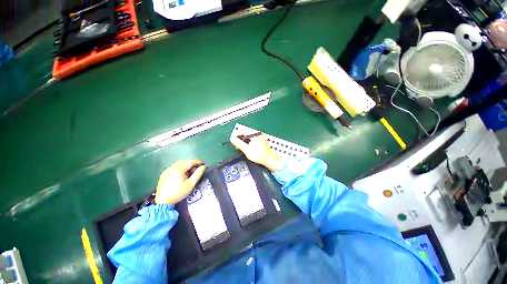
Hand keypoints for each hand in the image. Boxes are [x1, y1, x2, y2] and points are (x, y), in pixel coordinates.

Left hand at [155, 160, 205, 204]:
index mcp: (179, 167)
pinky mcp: (163, 174)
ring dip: (185, 167)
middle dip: (191, 165)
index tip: (204, 164)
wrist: (163, 200)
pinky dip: (179, 170)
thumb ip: (197, 175)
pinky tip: (180, 177)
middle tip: (197, 171)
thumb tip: (203, 167)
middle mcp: (172, 166)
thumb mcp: (190, 185)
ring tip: (189, 175)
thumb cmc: (178, 193)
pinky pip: (173, 169)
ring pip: (178, 165)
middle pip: (184, 162)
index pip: (190, 161)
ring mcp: (167, 169)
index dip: (198, 162)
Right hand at [230, 133, 282, 171]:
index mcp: (254, 134)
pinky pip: (252, 140)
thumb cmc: (259, 155)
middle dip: (239, 138)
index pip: (242, 130)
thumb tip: (232, 139)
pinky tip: (246, 148)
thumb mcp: (246, 149)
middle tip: (236, 145)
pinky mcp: (260, 142)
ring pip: (248, 137)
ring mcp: (259, 137)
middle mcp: (257, 134)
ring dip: (243, 141)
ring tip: (240, 148)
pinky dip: (247, 143)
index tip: (232, 140)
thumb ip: (238, 143)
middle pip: (245, 133)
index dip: (236, 134)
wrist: (269, 160)